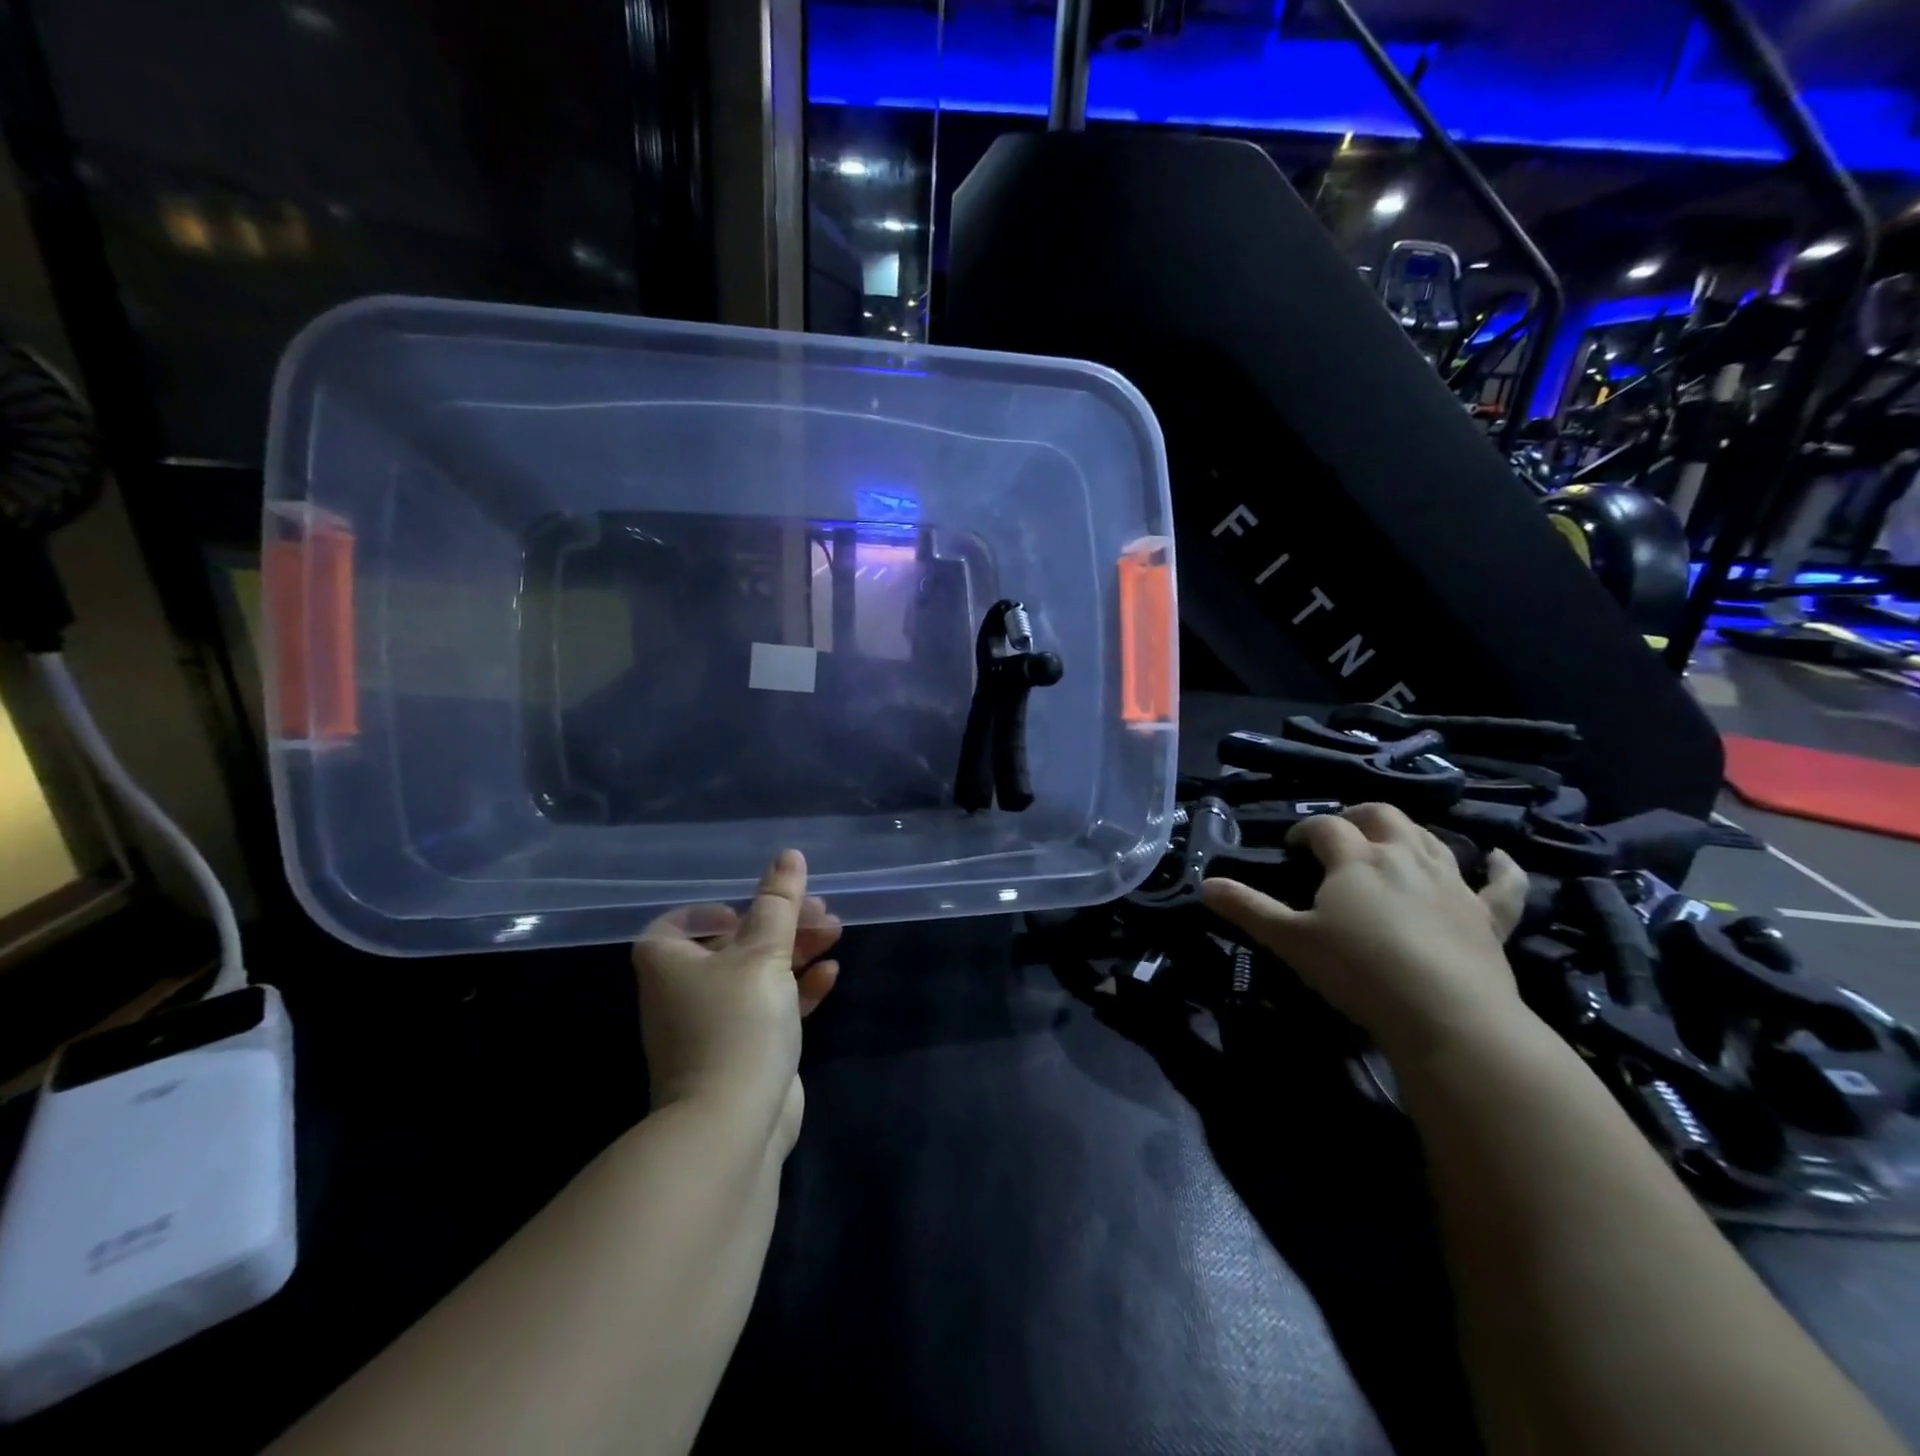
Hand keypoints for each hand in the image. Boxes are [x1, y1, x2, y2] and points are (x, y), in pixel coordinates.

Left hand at [634, 850, 841, 1151]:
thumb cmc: (737, 1023)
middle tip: (820, 911)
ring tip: (834, 932)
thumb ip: (779, 903)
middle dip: (780, 924)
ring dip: (795, 951)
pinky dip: (797, 988)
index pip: (683, 922)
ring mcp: (712, 1025)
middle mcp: (683, 991)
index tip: (758, 908)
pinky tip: (829, 975)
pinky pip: (770, 1007)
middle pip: (734, 943)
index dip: (719, 910)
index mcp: (669, 962)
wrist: (731, 1125)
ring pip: (757, 974)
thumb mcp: (763, 952)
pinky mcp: (742, 1051)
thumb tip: (788, 855)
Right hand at [1201, 804, 1530, 1061]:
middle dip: (1358, 816)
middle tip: (1341, 834)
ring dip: (1410, 832)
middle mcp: (1404, 857)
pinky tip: (1499, 858)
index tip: (1291, 846)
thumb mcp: (1291, 940)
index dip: (1305, 830)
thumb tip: (1205, 885)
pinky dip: (1501, 868)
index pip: (1325, 827)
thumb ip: (1248, 909)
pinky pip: (1502, 884)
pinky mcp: (1488, 915)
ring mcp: (1452, 883)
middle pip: (1382, 816)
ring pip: (1431, 839)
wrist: (1446, 1015)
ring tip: (1393, 841)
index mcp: (1356, 860)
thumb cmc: (1358, 971)